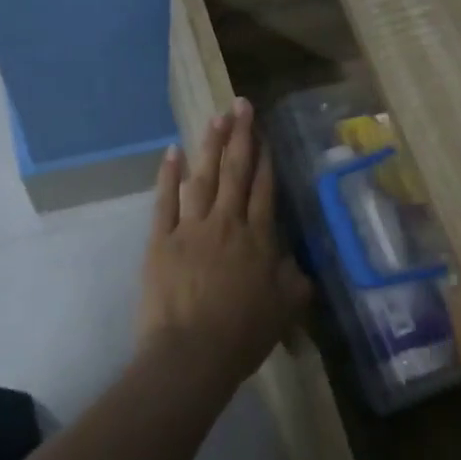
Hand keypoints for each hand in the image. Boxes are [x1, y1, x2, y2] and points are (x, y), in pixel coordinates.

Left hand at [139, 98, 310, 389]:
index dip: (266, 159)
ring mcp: (191, 228)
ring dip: (210, 145)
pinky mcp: (161, 240)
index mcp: (259, 239)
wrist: (190, 355)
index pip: (265, 189)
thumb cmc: (242, 336)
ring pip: (203, 177)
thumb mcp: (284, 311)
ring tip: (217, 117)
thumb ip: (295, 282)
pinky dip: (168, 175)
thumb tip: (299, 265)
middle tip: (241, 103)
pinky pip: (165, 200)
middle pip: (236, 172)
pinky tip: (172, 151)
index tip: (264, 133)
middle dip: (241, 136)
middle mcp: (227, 224)